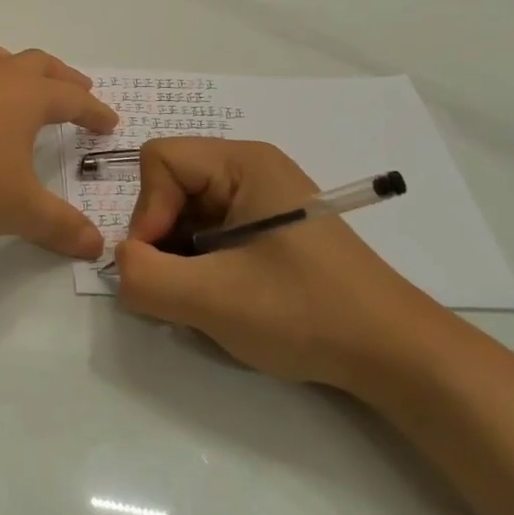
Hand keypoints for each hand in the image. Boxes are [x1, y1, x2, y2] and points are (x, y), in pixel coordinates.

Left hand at [0, 42, 117, 257]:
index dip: (93, 109)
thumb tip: (97, 246)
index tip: (109, 121)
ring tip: (14, 81)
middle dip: (60, 76)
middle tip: (76, 87)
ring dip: (10, 66)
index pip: (70, 97)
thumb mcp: (18, 209)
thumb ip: (59, 226)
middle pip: (34, 63)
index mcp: (24, 98)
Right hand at [114, 138, 444, 391]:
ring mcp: (261, 199)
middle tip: (182, 288)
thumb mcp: (214, 298)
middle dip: (162, 237)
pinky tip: (223, 297)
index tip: (162, 263)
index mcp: (243, 162)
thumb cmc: (306, 312)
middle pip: (171, 184)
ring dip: (180, 256)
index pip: (160, 160)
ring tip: (204, 298)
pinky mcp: (268, 229)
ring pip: (187, 212)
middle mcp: (250, 168)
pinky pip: (210, 231)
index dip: (147, 211)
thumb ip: (146, 278)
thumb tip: (121, 264)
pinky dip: (200, 264)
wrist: (393, 353)